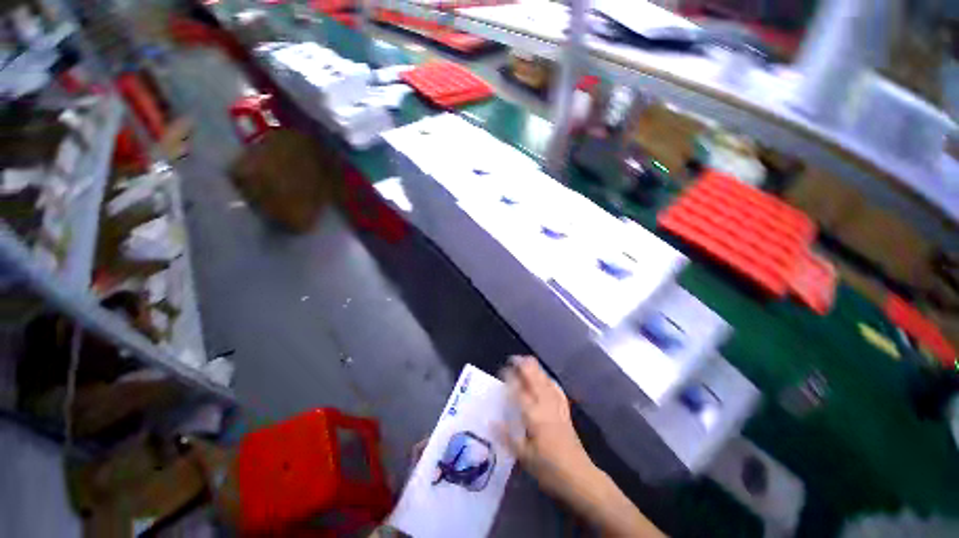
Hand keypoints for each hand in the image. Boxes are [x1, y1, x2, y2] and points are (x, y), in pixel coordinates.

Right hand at [499, 356, 594, 498]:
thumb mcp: (523, 456)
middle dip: (524, 366)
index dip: (510, 377)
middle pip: (534, 379)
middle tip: (513, 359)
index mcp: (533, 415)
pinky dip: (549, 379)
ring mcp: (557, 406)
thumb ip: (507, 437)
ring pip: (545, 380)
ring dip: (536, 369)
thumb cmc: (548, 468)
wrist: (578, 476)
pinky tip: (547, 377)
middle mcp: (545, 405)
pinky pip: (557, 389)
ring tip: (527, 360)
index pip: (519, 390)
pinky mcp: (565, 411)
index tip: (503, 369)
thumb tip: (491, 422)